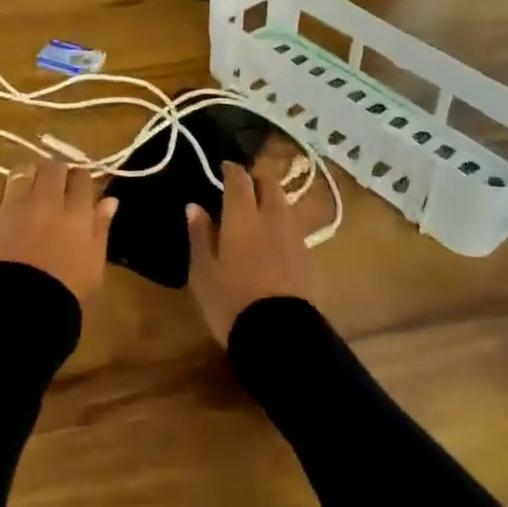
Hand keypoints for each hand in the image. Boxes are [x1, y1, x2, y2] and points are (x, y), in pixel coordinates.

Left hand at [0, 160, 117, 306]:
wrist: (16, 313)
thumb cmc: (64, 295)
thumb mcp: (94, 266)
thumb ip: (101, 228)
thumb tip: (110, 200)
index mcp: (77, 212)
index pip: (81, 176)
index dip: (80, 178)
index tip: (78, 187)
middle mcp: (46, 200)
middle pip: (52, 167)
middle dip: (56, 172)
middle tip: (55, 186)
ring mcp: (14, 205)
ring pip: (23, 171)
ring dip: (29, 176)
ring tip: (29, 189)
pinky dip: (4, 198)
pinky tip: (6, 211)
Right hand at [186, 161, 321, 345]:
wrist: (279, 339)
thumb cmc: (231, 302)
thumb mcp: (203, 272)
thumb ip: (200, 235)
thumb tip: (195, 206)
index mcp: (243, 217)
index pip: (240, 179)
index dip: (232, 169)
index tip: (225, 167)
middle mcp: (273, 219)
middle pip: (271, 185)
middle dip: (258, 180)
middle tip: (246, 187)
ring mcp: (296, 239)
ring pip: (286, 207)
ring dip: (274, 203)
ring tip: (261, 215)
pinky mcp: (312, 261)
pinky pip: (296, 233)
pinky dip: (284, 230)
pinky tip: (277, 246)